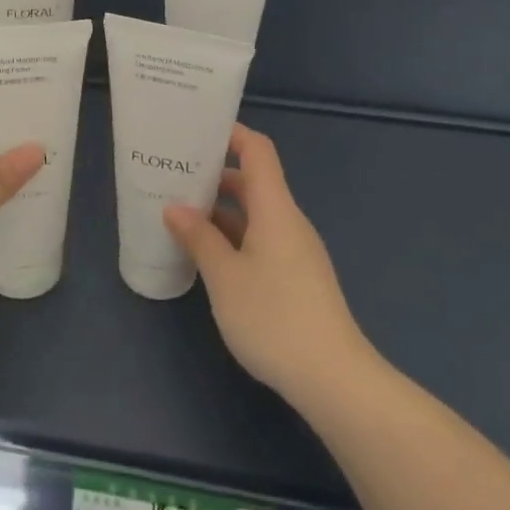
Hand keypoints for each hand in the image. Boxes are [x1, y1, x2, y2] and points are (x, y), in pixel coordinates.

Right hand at [164, 124, 372, 408]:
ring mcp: (296, 250)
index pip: (257, 151)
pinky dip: (234, 236)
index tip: (196, 131)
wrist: (333, 378)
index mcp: (275, 209)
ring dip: (221, 211)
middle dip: (215, 176)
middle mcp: (289, 221)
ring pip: (256, 214)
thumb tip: (175, 208)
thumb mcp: (224, 277)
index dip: (231, 134)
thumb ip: (199, 238)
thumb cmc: (274, 317)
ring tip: (181, 215)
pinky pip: (261, 239)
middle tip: (175, 177)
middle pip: (253, 182)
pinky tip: (208, 255)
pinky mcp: (297, 277)